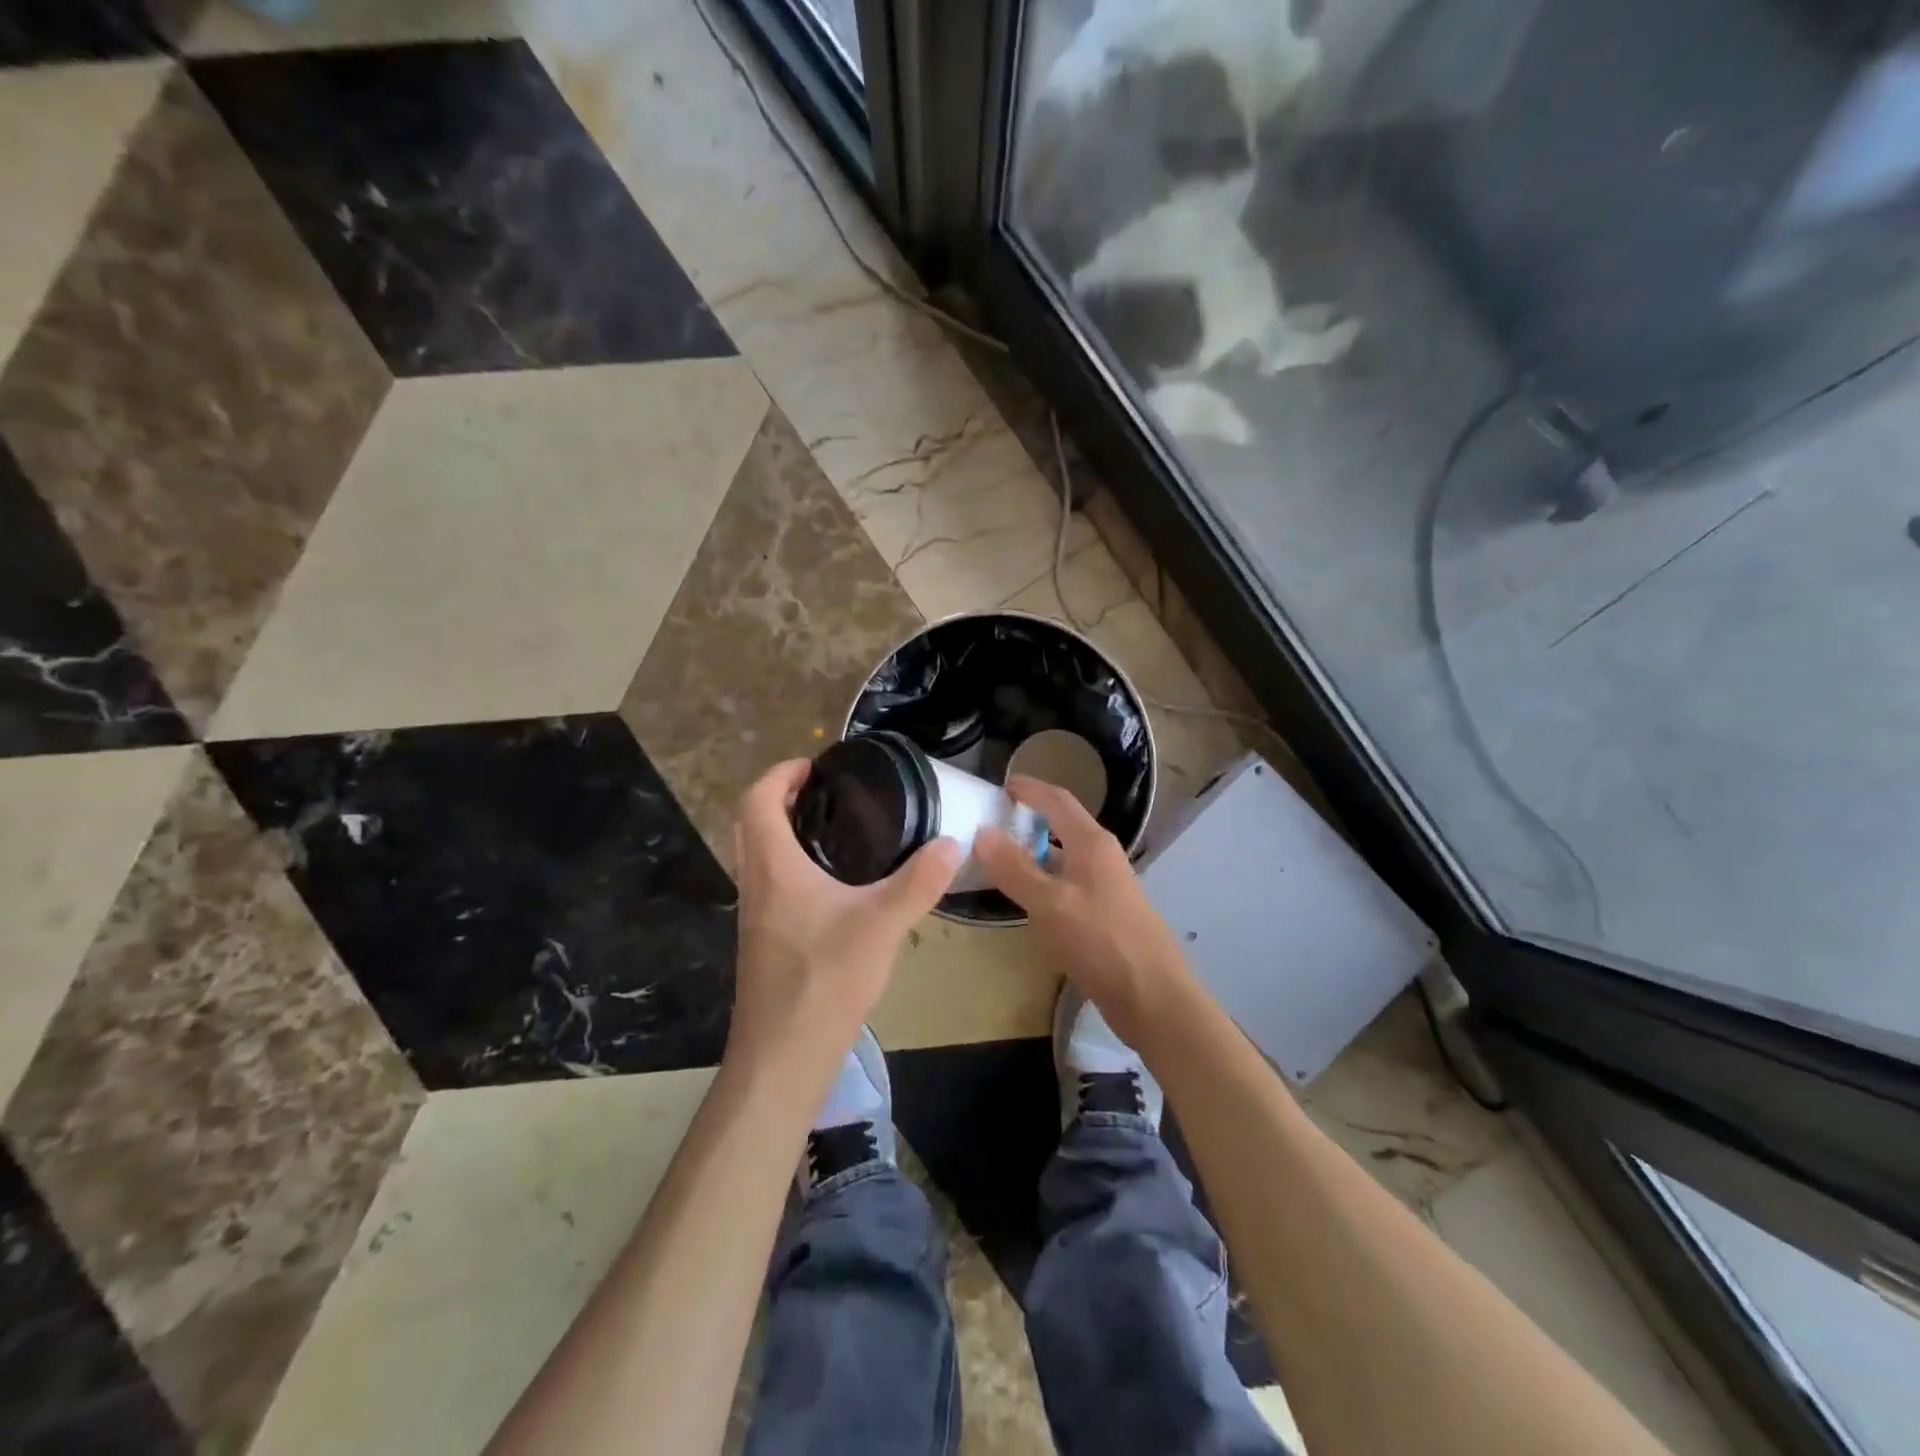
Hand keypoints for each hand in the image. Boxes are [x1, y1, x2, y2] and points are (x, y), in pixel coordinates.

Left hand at [727, 759, 961, 1099]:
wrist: (782, 1057)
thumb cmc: (824, 981)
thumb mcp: (881, 926)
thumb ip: (918, 882)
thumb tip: (952, 843)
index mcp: (773, 868)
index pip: (757, 801)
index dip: (780, 774)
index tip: (814, 765)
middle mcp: (755, 885)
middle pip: (749, 824)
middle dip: (778, 797)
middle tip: (823, 791)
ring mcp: (755, 916)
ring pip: (756, 856)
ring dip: (780, 831)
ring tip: (831, 828)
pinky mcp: (764, 941)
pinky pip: (769, 884)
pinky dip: (789, 864)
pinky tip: (831, 884)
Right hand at [976, 775, 1192, 1050]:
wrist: (1153, 997)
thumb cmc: (1101, 942)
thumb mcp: (1049, 904)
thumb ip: (1014, 868)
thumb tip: (982, 831)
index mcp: (1092, 843)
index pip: (1057, 799)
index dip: (1028, 788)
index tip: (997, 786)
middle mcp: (1101, 857)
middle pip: (1062, 825)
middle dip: (1029, 819)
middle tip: (990, 824)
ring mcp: (1106, 886)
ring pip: (1064, 857)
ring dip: (1034, 852)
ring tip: (998, 859)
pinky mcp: (1105, 914)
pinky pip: (1068, 884)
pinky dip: (1043, 881)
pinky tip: (1025, 900)